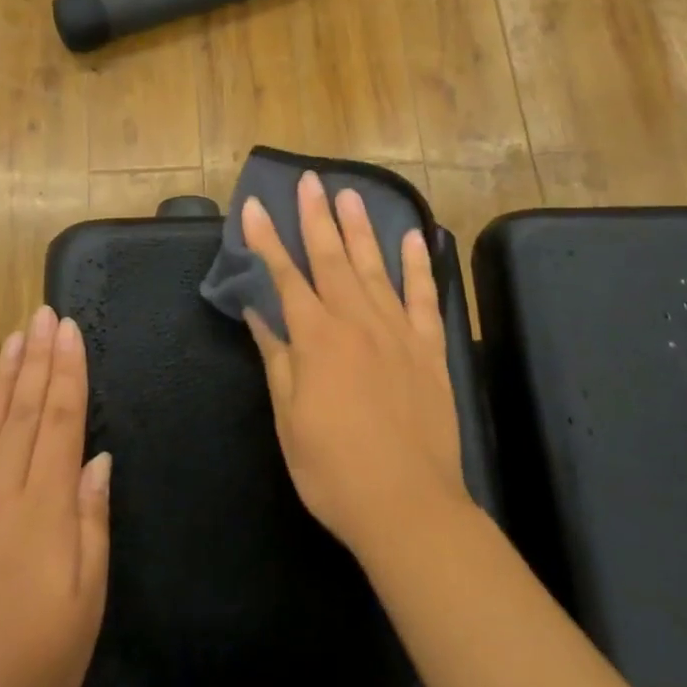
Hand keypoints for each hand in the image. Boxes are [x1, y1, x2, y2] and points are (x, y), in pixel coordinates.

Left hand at [0, 306, 111, 686]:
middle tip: (45, 314)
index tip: (70, 330)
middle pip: (26, 409)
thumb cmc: (37, 656)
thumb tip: (98, 460)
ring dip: (1, 375)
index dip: (68, 371)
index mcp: (45, 504)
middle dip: (39, 357)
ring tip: (14, 335)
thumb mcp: (88, 595)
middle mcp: (1, 488)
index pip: (62, 419)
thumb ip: (92, 520)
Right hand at [241, 172, 470, 563]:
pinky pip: (422, 296)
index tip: (257, 206)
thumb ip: (276, 358)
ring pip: (375, 267)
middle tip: (309, 180)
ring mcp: (397, 332)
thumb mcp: (289, 418)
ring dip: (361, 228)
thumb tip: (258, 312)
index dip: (268, 240)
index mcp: (316, 339)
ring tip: (350, 193)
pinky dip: (418, 264)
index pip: (285, 276)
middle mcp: (356, 322)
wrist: (408, 506)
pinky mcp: (429, 348)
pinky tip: (414, 237)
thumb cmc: (333, 470)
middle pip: (332, 258)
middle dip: (316, 217)